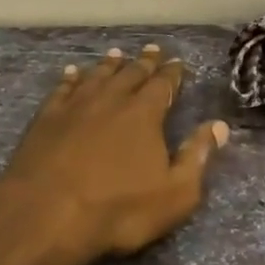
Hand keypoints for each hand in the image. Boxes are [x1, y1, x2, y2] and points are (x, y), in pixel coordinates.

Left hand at [0, 44, 229, 257]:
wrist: (47, 214)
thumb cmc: (118, 209)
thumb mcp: (174, 194)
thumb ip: (197, 157)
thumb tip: (218, 125)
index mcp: (144, 114)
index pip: (163, 85)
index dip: (172, 73)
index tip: (178, 62)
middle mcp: (111, 99)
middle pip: (131, 73)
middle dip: (144, 62)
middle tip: (152, 50)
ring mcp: (75, 106)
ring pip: (97, 75)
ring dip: (109, 64)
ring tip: (116, 54)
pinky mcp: (46, 118)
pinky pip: (62, 89)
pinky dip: (70, 78)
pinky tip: (72, 72)